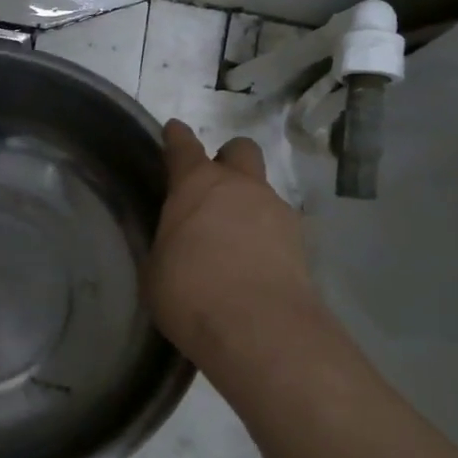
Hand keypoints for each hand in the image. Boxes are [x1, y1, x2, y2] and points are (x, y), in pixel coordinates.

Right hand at [146, 121, 323, 371]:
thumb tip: (176, 245)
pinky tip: (256, 265)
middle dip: (228, 159)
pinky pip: (278, 227)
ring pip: (263, 191)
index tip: (174, 130)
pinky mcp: (301, 243)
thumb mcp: (156, 270)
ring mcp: (276, 211)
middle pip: (240, 150)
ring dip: (249, 205)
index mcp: (197, 185)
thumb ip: (167, 245)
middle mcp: (240, 187)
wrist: (257, 327)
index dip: (177, 137)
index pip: (183, 147)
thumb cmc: (189, 292)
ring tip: (234, 242)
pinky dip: (266, 238)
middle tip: (214, 188)